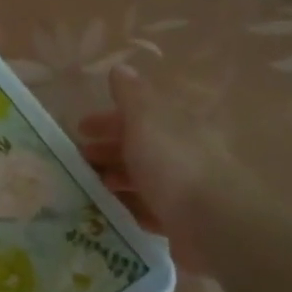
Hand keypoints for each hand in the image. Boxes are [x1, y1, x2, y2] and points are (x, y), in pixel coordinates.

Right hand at [78, 64, 206, 270]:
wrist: (212, 223)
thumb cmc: (173, 164)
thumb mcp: (146, 120)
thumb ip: (131, 96)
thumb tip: (120, 68)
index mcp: (177, 126)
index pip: (139, 116)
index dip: (108, 120)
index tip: (80, 129)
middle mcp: (183, 154)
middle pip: (140, 147)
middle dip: (108, 150)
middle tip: (79, 160)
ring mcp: (184, 189)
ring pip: (143, 179)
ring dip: (116, 178)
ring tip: (89, 187)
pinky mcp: (181, 222)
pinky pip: (149, 210)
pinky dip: (129, 207)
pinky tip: (110, 211)